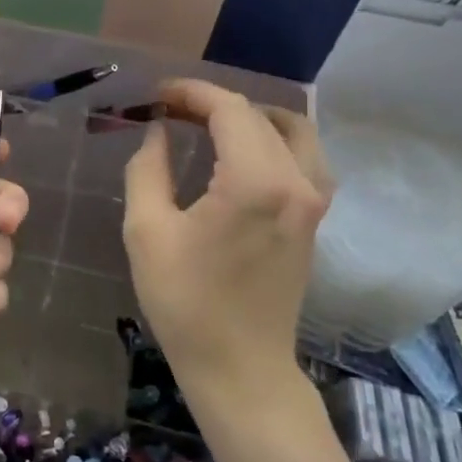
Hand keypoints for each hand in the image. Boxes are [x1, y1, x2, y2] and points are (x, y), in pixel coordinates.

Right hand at [122, 80, 330, 400]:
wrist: (240, 368)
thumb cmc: (186, 303)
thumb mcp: (147, 231)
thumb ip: (148, 169)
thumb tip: (159, 132)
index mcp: (254, 181)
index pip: (229, 109)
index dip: (191, 92)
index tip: (157, 94)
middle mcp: (296, 181)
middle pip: (259, 116)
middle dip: (212, 103)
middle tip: (170, 109)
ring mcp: (313, 202)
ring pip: (295, 131)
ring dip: (251, 117)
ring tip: (210, 124)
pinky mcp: (315, 220)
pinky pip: (305, 158)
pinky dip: (275, 140)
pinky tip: (244, 153)